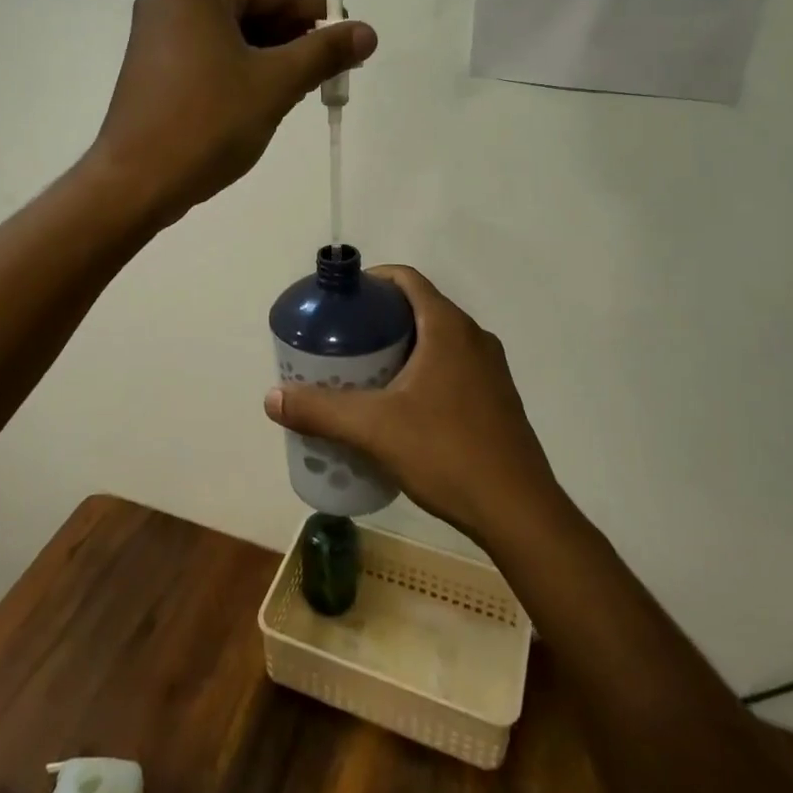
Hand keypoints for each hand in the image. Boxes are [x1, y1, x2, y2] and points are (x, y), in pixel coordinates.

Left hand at [91, 0, 376, 225]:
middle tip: (326, 73)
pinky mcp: (151, 62)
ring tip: (298, 89)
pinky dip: (239, 66)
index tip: (350, 45)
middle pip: (252, 6)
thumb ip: (324, 52)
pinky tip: (260, 96)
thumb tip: (367, 31)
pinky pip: (208, 50)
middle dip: (293, 38)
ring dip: (269, 55)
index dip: (318, 16)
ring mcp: (155, 29)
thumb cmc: (208, 123)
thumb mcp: (276, 84)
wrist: (136, 181)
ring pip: (231, 31)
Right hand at [264, 266, 561, 545]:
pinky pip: (452, 367)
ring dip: (401, 347)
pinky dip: (422, 371)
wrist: (520, 513)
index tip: (341, 303)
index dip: (371, 281)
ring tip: (363, 374)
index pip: (406, 279)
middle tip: (342, 342)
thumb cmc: (447, 453)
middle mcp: (474, 338)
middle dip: (379, 319)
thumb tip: (272, 397)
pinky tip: (400, 408)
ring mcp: (490, 370)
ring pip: (437, 340)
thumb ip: (321, 410)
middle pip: (419, 308)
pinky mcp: (497, 399)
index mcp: (448, 327)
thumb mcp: (374, 429)